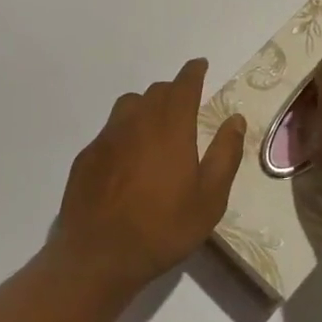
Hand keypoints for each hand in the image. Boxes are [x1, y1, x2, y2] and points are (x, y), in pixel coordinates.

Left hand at [50, 58, 246, 296]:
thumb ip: (225, 154)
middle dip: (173, 91)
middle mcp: (136, 123)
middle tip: (185, 104)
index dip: (193, 72)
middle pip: (156, 92)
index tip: (200, 65)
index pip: (183, 86)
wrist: (99, 255)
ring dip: (146, 106)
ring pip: (129, 105)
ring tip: (156, 127)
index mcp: (170, 128)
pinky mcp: (86, 156)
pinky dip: (124, 131)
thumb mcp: (209, 199)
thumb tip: (235, 119)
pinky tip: (127, 158)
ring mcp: (107, 138)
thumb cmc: (163, 228)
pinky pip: (109, 130)